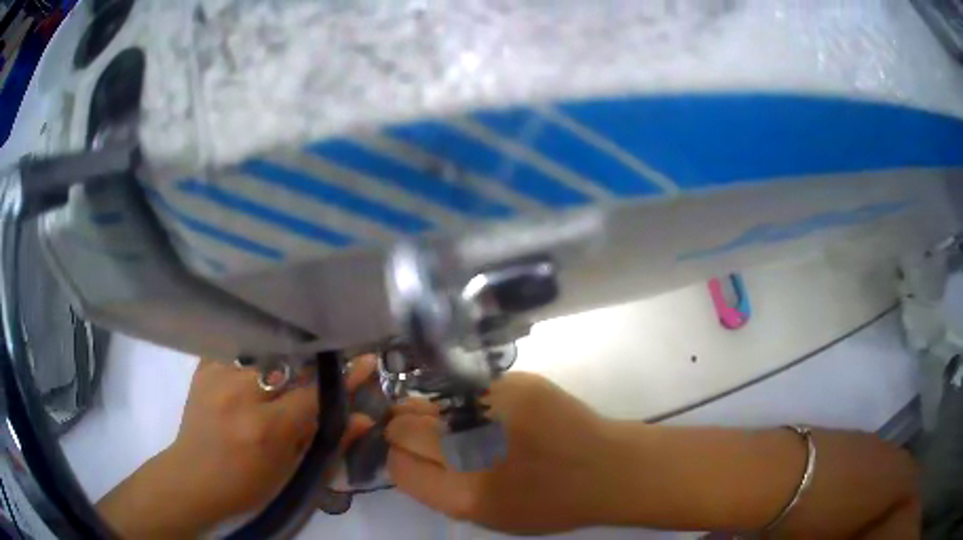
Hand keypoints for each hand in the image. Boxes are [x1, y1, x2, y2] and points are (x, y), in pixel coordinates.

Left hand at [99, 355, 375, 537]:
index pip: (315, 393)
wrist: (193, 478)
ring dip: (287, 349)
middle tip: (334, 356)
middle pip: (291, 361)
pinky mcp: (203, 368)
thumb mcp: (290, 471)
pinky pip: (236, 345)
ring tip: (300, 350)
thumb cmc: (246, 485)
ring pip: (264, 347)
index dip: (345, 378)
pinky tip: (264, 351)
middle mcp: (241, 394)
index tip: (367, 359)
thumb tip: (365, 418)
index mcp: (266, 428)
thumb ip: (327, 441)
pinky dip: (255, 347)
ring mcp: (218, 376)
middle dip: (317, 357)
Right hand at [385, 372, 613, 534]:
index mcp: (465, 495)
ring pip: (430, 401)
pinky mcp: (516, 382)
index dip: (398, 458)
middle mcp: (474, 450)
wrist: (606, 468)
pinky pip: (467, 389)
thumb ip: (441, 489)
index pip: (399, 466)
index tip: (407, 454)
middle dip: (403, 429)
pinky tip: (487, 411)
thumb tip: (408, 454)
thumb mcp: (488, 517)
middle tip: (423, 432)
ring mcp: (494, 409)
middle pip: (405, 427)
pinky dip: (466, 401)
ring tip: (454, 421)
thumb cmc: (549, 504)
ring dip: (432, 412)